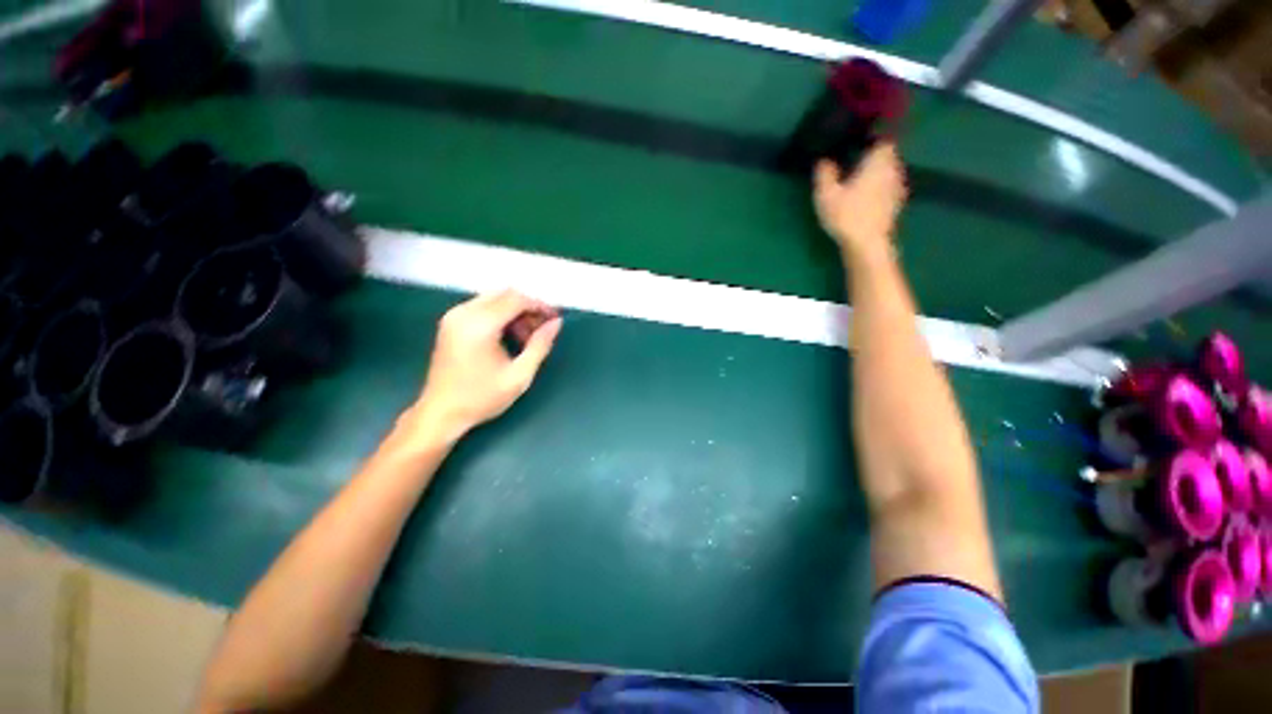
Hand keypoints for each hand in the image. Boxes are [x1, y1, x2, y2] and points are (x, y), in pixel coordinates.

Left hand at [411, 290, 561, 441]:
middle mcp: (464, 313)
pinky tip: (508, 336)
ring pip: (494, 298)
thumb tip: (556, 323)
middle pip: (505, 294)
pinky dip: (500, 315)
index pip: (516, 299)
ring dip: (515, 311)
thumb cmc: (482, 397)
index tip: (554, 320)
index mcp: (480, 325)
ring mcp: (454, 316)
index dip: (540, 306)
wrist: (440, 412)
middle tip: (541, 330)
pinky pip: (482, 306)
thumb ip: (540, 345)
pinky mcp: (450, 322)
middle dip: (528, 307)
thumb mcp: (519, 375)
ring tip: (526, 337)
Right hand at [813, 143, 906, 260]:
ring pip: (887, 171)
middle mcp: (893, 169)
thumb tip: (823, 160)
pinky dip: (877, 188)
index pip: (882, 138)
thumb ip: (824, 174)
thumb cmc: (847, 215)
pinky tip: (864, 197)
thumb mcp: (826, 194)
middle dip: (872, 156)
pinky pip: (887, 187)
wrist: (867, 244)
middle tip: (852, 160)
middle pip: (886, 155)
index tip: (857, 141)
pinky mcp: (895, 204)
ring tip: (857, 179)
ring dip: (875, 173)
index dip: (871, 137)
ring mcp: (897, 187)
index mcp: (879, 161)